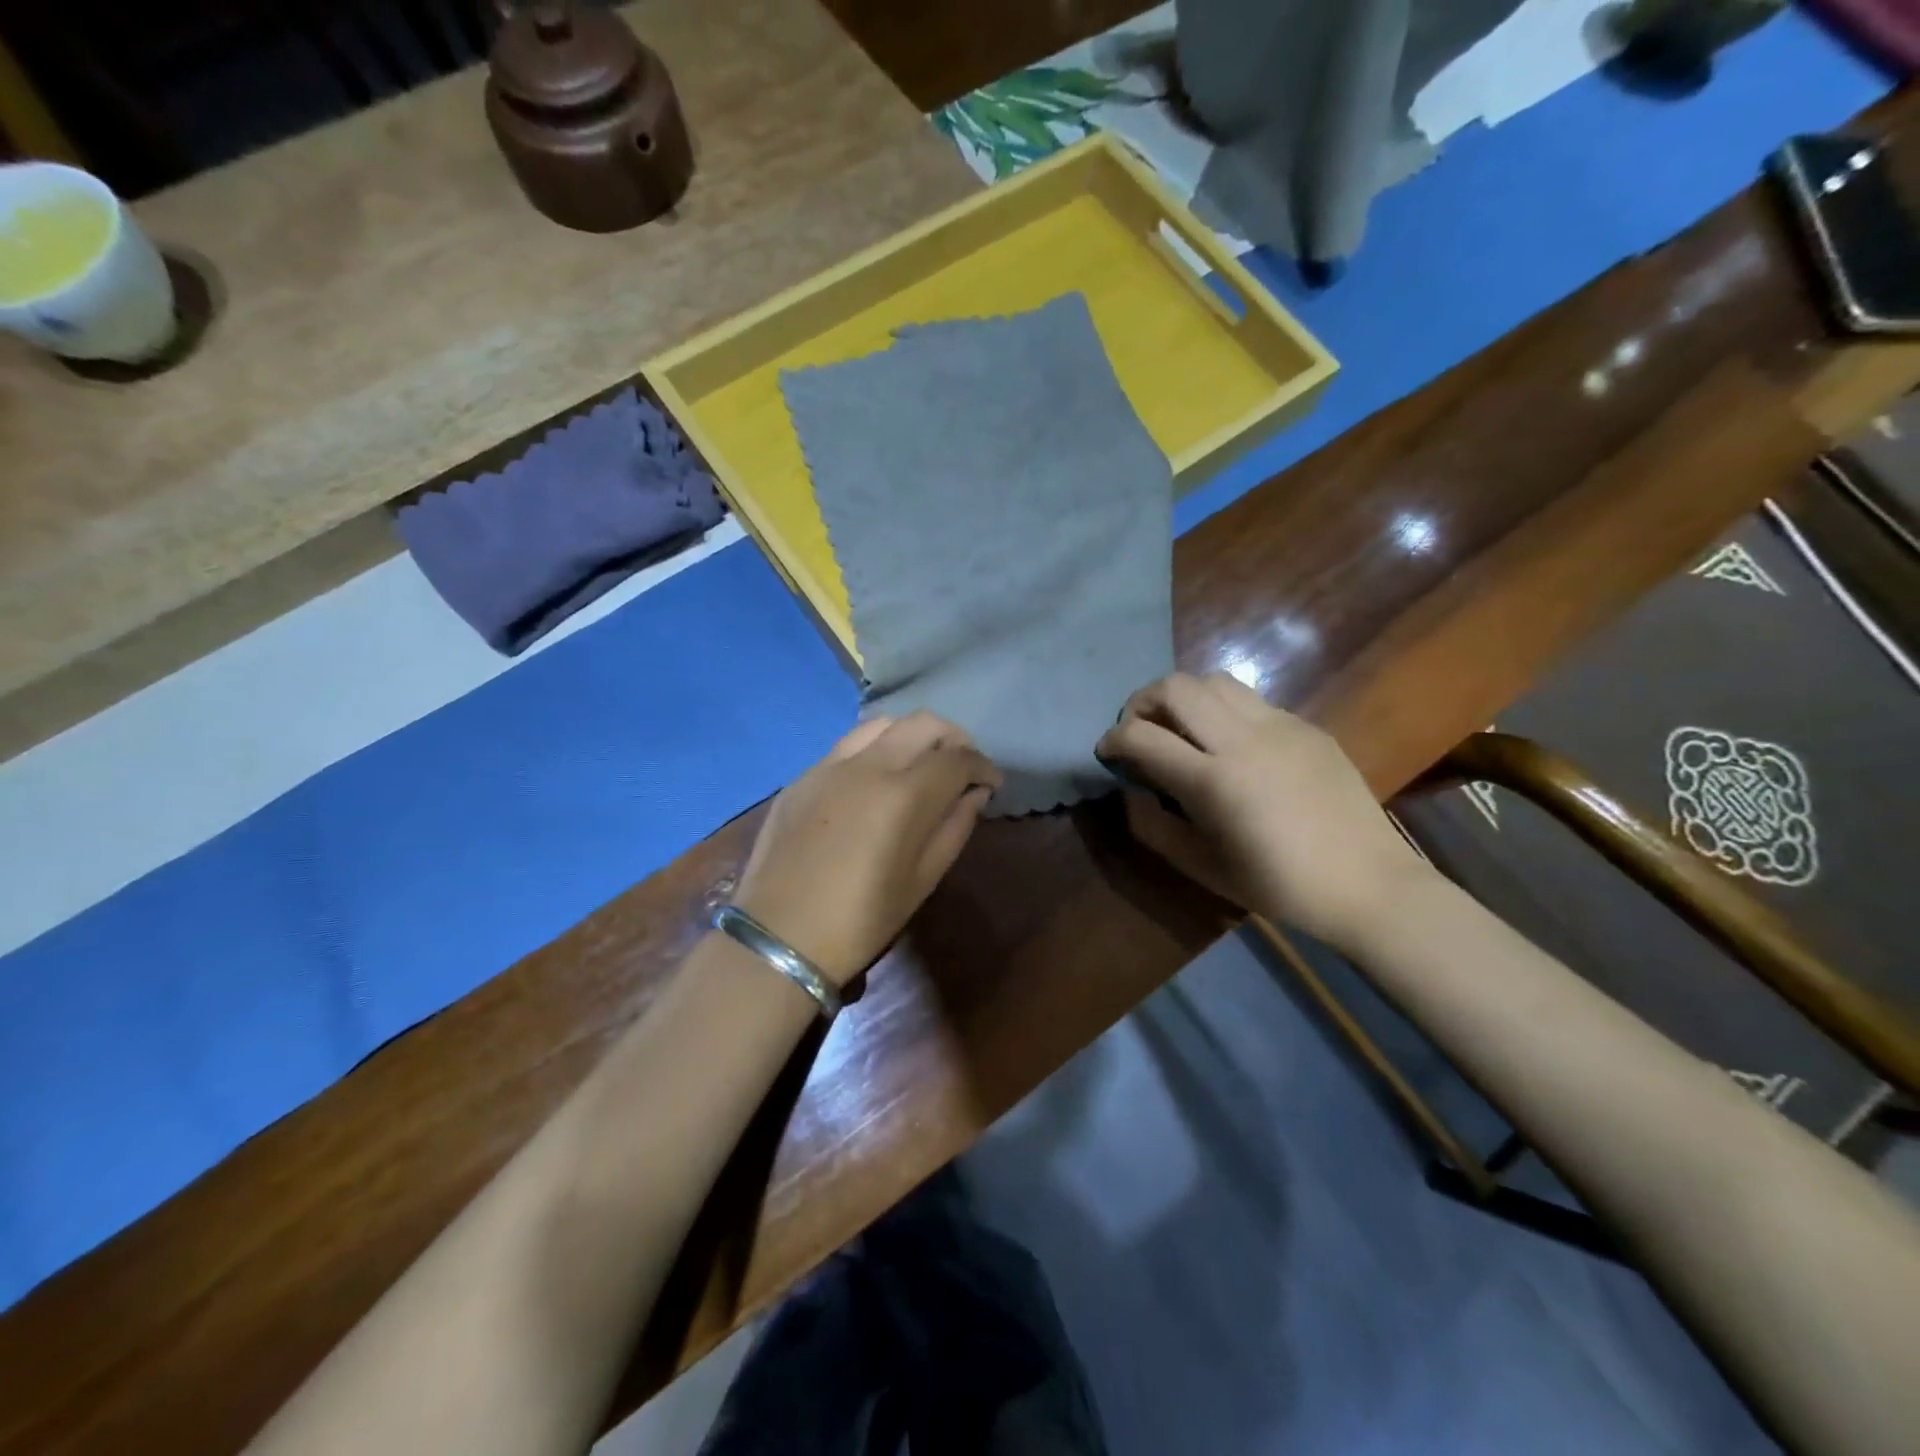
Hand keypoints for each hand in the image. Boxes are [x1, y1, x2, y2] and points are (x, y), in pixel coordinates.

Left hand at [733, 712, 1001, 985]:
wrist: (779, 937)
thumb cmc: (862, 919)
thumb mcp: (922, 880)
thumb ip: (955, 827)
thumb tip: (974, 794)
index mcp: (903, 795)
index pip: (957, 758)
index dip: (983, 766)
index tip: (992, 783)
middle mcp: (868, 765)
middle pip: (923, 724)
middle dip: (953, 739)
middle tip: (961, 767)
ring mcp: (829, 765)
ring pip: (882, 724)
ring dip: (912, 735)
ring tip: (920, 764)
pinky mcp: (802, 776)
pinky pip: (848, 745)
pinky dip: (875, 748)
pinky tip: (875, 778)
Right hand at [1096, 673, 1431, 949]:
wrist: (1368, 884)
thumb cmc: (1278, 886)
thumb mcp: (1202, 868)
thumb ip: (1154, 826)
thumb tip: (1131, 790)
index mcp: (1214, 782)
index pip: (1142, 736)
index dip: (1112, 739)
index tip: (1107, 752)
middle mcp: (1243, 740)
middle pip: (1175, 687)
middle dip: (1142, 702)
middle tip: (1139, 730)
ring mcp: (1280, 726)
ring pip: (1214, 680)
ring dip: (1184, 697)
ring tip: (1181, 728)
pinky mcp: (1306, 726)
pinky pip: (1251, 700)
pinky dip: (1223, 710)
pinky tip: (1230, 743)